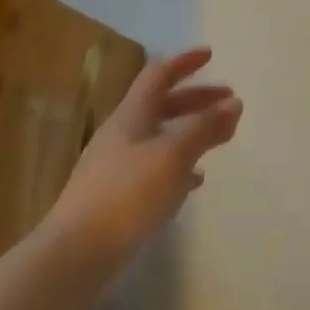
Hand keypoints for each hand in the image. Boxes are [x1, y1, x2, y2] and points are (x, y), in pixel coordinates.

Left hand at [43, 47, 242, 275]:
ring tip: (219, 139)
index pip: (158, 75)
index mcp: (131, 116)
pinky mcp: (117, 198)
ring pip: (160, 137)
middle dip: (196, 100)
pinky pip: (155, 169)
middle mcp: (121, 135)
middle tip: (229, 102)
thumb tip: (234, 102)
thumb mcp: (174, 155)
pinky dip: (179, 165)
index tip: (210, 54)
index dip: (184, 62)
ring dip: (190, 132)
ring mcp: (116, 167)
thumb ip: (205, 127)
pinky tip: (194, 180)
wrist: (75, 255)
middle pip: (161, 105)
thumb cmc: (127, 195)